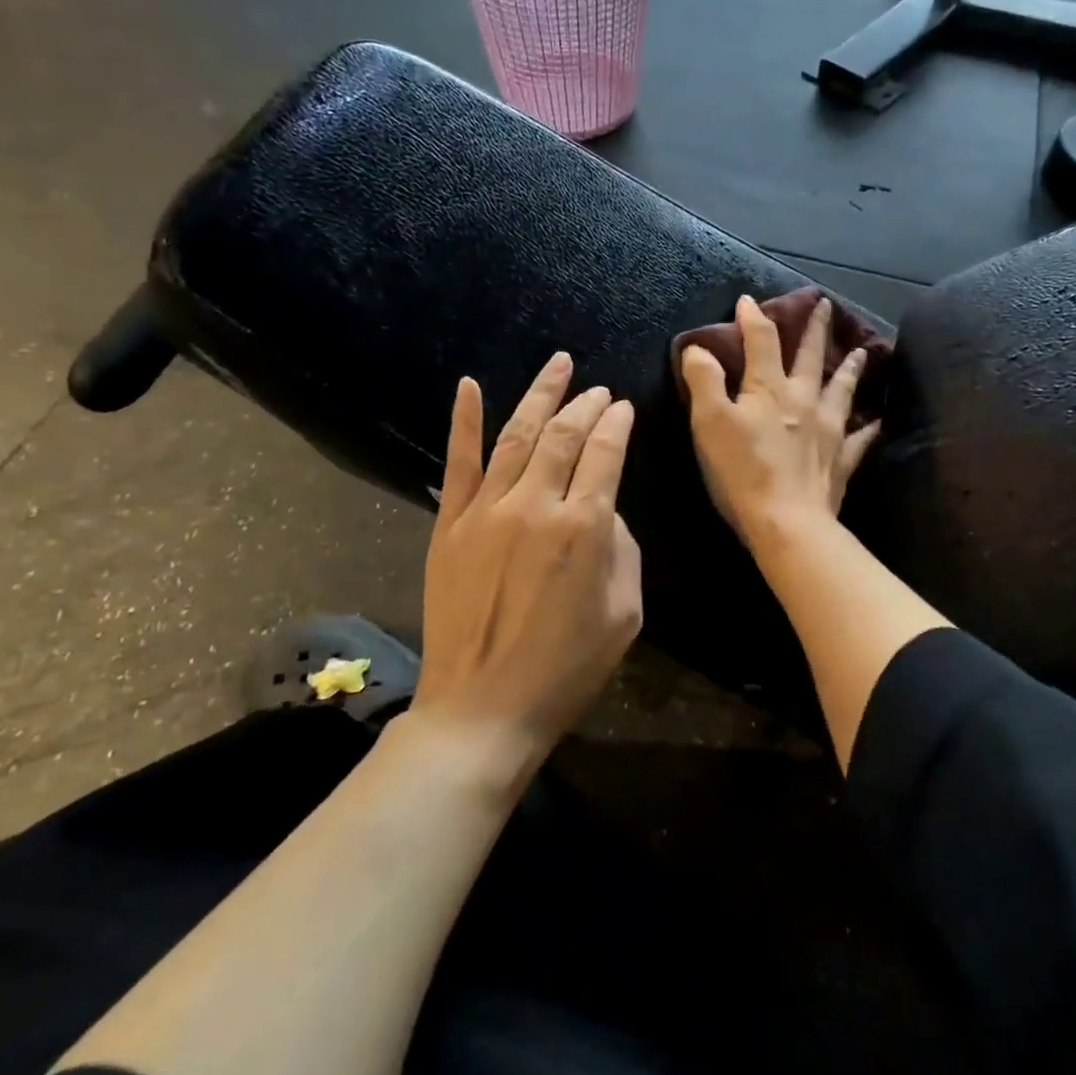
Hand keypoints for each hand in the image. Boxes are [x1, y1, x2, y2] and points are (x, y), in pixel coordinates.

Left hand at [413, 352, 642, 776]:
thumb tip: (602, 509)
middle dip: (586, 404)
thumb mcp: (625, 613)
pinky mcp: (450, 525)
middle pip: (565, 434)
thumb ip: (622, 548)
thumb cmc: (567, 668)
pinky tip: (469, 385)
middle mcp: (535, 505)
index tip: (624, 408)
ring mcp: (486, 511)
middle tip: (598, 389)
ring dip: (540, 394)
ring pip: (518, 435)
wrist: (483, 709)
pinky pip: (459, 461)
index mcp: (584, 526)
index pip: (606, 452)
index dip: (618, 424)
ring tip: (558, 365)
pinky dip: (464, 419)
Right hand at [680, 295, 880, 552]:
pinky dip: (868, 428)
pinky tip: (876, 421)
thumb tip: (699, 347)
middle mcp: (803, 400)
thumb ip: (704, 380)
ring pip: (841, 390)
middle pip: (810, 357)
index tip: (748, 300)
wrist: (787, 522)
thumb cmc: (742, 471)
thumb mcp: (709, 422)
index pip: (761, 341)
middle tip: (825, 305)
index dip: (753, 318)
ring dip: (849, 368)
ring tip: (861, 352)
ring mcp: (828, 430)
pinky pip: (859, 439)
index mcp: (769, 389)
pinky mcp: (840, 461)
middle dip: (814, 329)